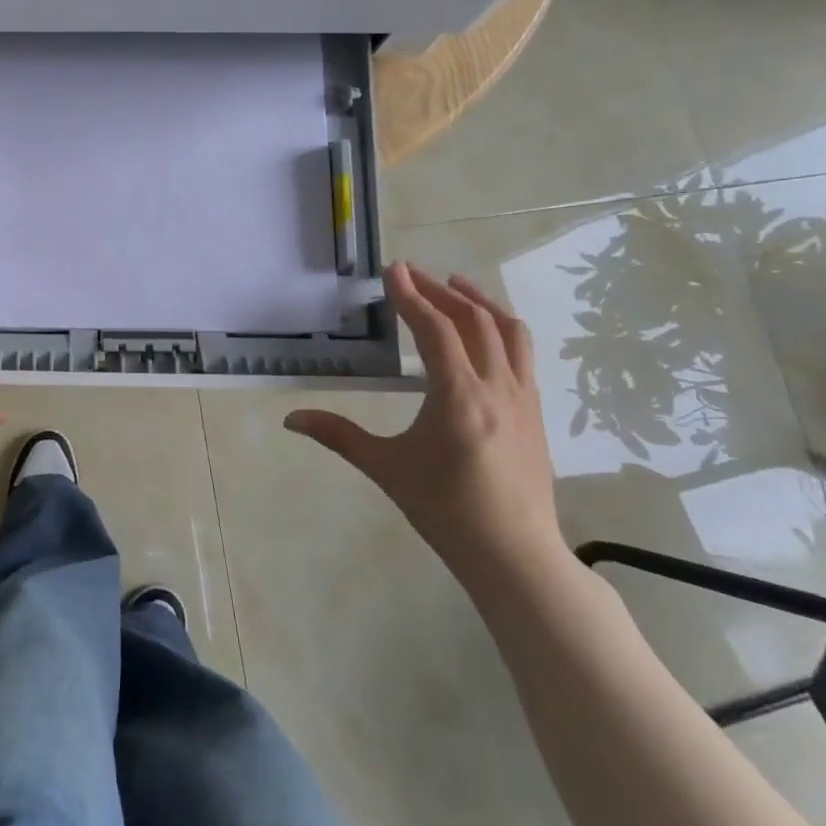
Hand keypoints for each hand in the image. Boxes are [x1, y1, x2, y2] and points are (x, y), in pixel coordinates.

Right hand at [285, 262, 565, 589]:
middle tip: (412, 275)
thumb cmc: (445, 510)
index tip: (393, 270)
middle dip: (441, 292)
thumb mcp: (386, 469)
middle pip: (473, 321)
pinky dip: (501, 328)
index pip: (435, 330)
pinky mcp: (535, 411)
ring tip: (456, 284)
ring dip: (480, 301)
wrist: (515, 554)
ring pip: (508, 331)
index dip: (411, 296)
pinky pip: (523, 353)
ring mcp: (523, 398)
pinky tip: (485, 333)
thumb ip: (338, 435)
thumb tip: (291, 418)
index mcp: (458, 397)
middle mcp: (496, 387)